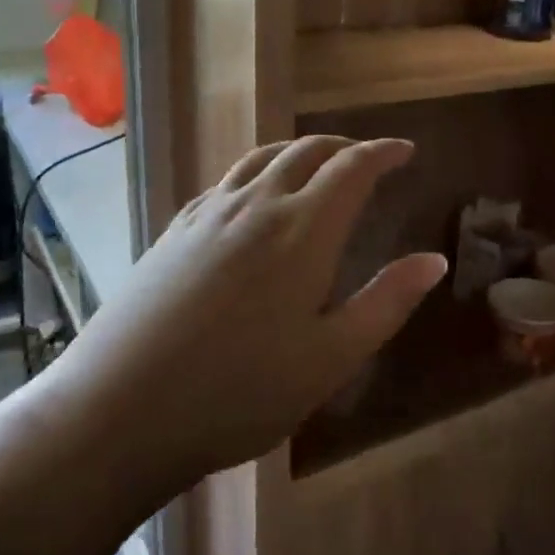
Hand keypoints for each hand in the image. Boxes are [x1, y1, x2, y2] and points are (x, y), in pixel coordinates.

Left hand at [63, 136, 447, 485]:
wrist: (121, 407)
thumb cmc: (240, 392)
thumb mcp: (330, 358)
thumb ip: (386, 303)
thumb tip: (434, 260)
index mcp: (302, 230)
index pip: (351, 168)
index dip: (383, 153)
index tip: (405, 151)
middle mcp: (255, 206)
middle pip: (306, 151)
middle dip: (344, 147)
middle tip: (368, 159)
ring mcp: (208, 215)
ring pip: (261, 158)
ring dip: (298, 151)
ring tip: (317, 164)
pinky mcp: (174, 230)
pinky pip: (226, 181)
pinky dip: (256, 172)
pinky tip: (253, 197)